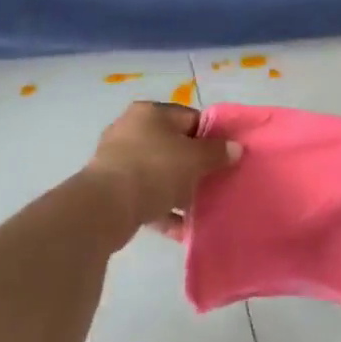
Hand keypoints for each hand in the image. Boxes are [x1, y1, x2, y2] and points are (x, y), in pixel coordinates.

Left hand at [84, 101, 241, 242]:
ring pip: (159, 173)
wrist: (105, 207)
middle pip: (174, 146)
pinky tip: (181, 228)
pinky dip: (163, 210)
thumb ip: (217, 152)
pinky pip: (145, 196)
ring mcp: (118, 160)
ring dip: (179, 191)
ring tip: (201, 209)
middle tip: (214, 183)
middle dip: (195, 167)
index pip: (190, 118)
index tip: (225, 157)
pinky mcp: (111, 189)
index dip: (211, 137)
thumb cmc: (154, 169)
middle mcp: (131, 130)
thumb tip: (234, 148)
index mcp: (150, 113)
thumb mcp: (194, 158)